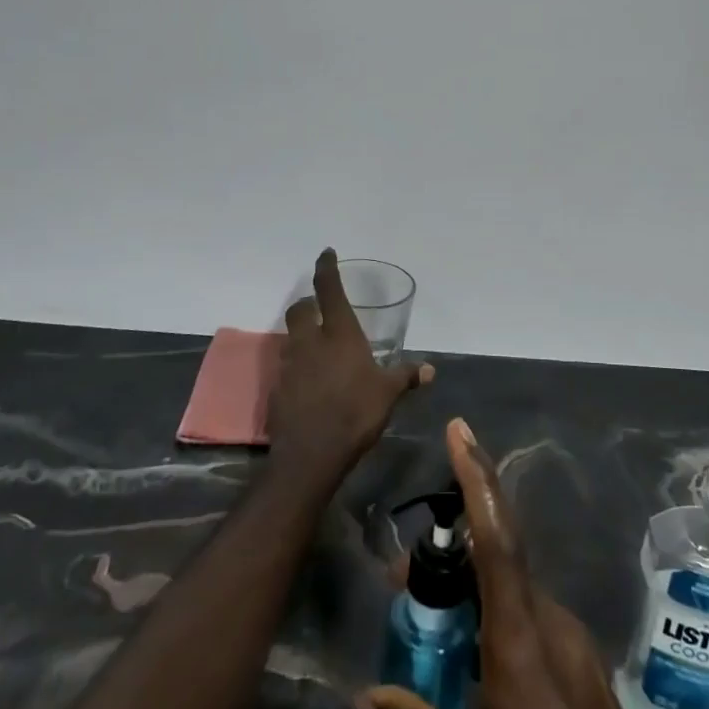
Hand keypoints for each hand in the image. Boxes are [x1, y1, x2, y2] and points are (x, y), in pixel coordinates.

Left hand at [269, 249, 431, 486]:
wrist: (311, 454)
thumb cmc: (355, 413)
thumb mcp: (388, 393)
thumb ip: (406, 377)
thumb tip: (430, 369)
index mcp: (339, 333)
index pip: (328, 289)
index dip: (326, 268)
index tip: (325, 254)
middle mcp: (310, 341)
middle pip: (300, 309)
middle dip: (308, 304)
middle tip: (320, 309)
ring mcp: (290, 365)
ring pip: (291, 337)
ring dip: (302, 336)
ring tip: (319, 348)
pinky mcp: (277, 388)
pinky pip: (287, 366)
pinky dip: (297, 365)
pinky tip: (310, 381)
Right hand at [363, 420, 694, 708]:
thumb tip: (363, 698)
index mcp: (519, 639)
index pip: (496, 539)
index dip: (477, 479)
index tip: (459, 431)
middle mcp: (550, 622)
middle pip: (499, 556)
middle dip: (454, 543)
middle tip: (405, 570)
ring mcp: (572, 639)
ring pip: (514, 587)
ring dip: (472, 584)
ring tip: (430, 610)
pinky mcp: (582, 660)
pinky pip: (530, 613)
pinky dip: (495, 608)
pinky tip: (473, 648)